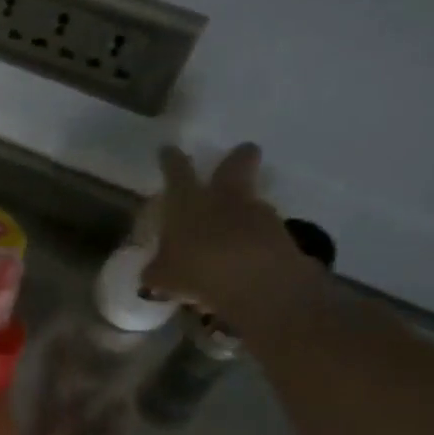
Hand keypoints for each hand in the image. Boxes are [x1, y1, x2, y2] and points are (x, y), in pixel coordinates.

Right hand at [142, 143, 323, 328]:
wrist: (259, 284)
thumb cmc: (198, 270)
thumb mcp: (163, 277)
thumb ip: (157, 270)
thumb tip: (153, 272)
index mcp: (188, 202)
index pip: (177, 171)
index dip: (171, 160)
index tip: (168, 151)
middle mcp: (224, 198)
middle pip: (237, 162)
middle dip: (238, 157)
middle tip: (239, 154)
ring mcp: (257, 213)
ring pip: (251, 199)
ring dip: (243, 207)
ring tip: (230, 231)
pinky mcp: (281, 234)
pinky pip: (262, 230)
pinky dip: (253, 239)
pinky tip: (243, 258)